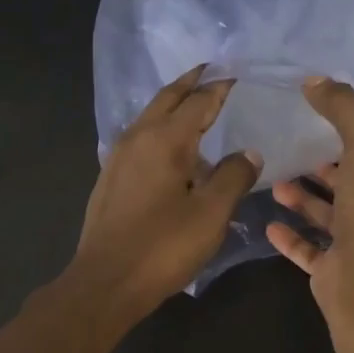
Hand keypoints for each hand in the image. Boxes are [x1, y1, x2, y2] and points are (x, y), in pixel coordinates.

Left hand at [71, 65, 261, 317]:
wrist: (105, 282)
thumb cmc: (163, 246)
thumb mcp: (211, 213)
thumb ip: (233, 176)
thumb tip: (248, 153)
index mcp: (165, 139)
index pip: (200, 101)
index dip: (221, 87)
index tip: (239, 74)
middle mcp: (138, 137)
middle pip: (168, 97)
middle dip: (192, 82)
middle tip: (213, 70)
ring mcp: (119, 156)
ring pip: (150, 115)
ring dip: (173, 102)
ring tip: (196, 102)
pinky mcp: (111, 176)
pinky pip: (141, 135)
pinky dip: (161, 125)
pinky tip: (171, 145)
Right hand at [266, 77, 353, 315]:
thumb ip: (343, 109)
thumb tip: (314, 79)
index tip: (324, 128)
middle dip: (325, 171)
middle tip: (295, 154)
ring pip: (332, 218)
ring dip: (305, 200)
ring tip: (276, 184)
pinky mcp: (338, 273)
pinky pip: (311, 251)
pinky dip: (292, 237)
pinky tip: (270, 224)